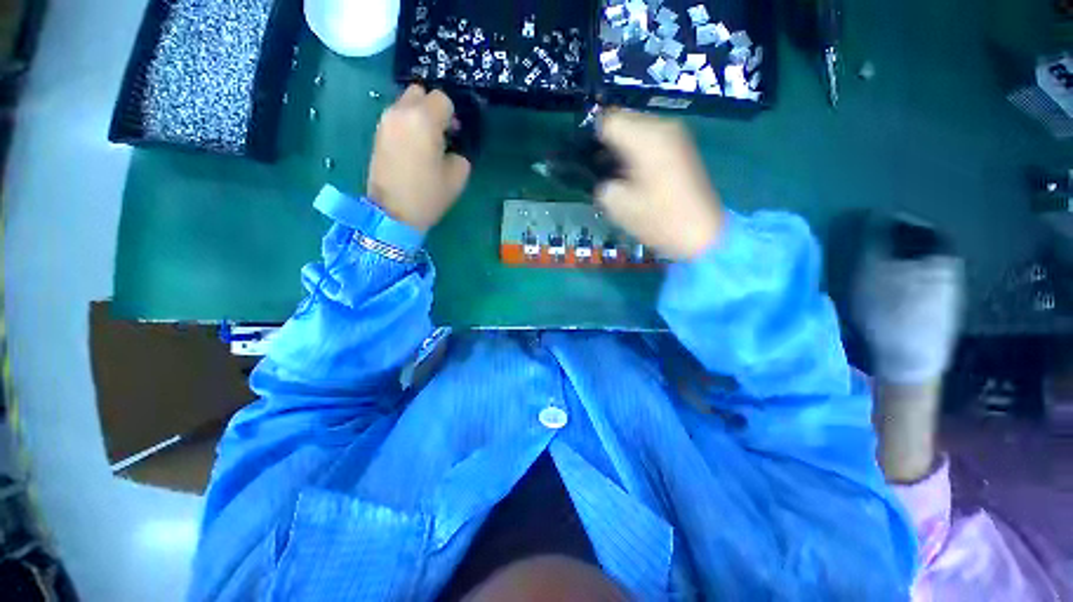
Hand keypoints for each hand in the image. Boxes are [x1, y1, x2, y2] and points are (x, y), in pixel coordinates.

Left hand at [367, 85, 470, 230]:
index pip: (442, 99)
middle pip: (419, 92)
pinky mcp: (377, 134)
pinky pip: (396, 118)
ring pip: (405, 103)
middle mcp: (401, 112)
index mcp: (423, 119)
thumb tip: (451, 147)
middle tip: (441, 133)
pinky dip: (407, 125)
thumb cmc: (428, 194)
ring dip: (419, 116)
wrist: (393, 213)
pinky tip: (413, 148)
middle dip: (433, 108)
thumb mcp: (458, 176)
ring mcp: (385, 122)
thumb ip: (459, 153)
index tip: (455, 135)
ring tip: (426, 142)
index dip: (453, 116)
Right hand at [595, 111, 723, 259]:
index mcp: (646, 139)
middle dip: (608, 143)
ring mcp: (675, 135)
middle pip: (623, 120)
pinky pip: (649, 139)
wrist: (702, 233)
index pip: (607, 121)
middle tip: (600, 170)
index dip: (592, 140)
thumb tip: (602, 177)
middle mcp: (662, 127)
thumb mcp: (619, 206)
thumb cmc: (659, 220)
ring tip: (616, 175)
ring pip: (636, 129)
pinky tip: (633, 175)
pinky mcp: (680, 147)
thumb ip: (602, 184)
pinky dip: (636, 152)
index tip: (587, 163)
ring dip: (622, 148)